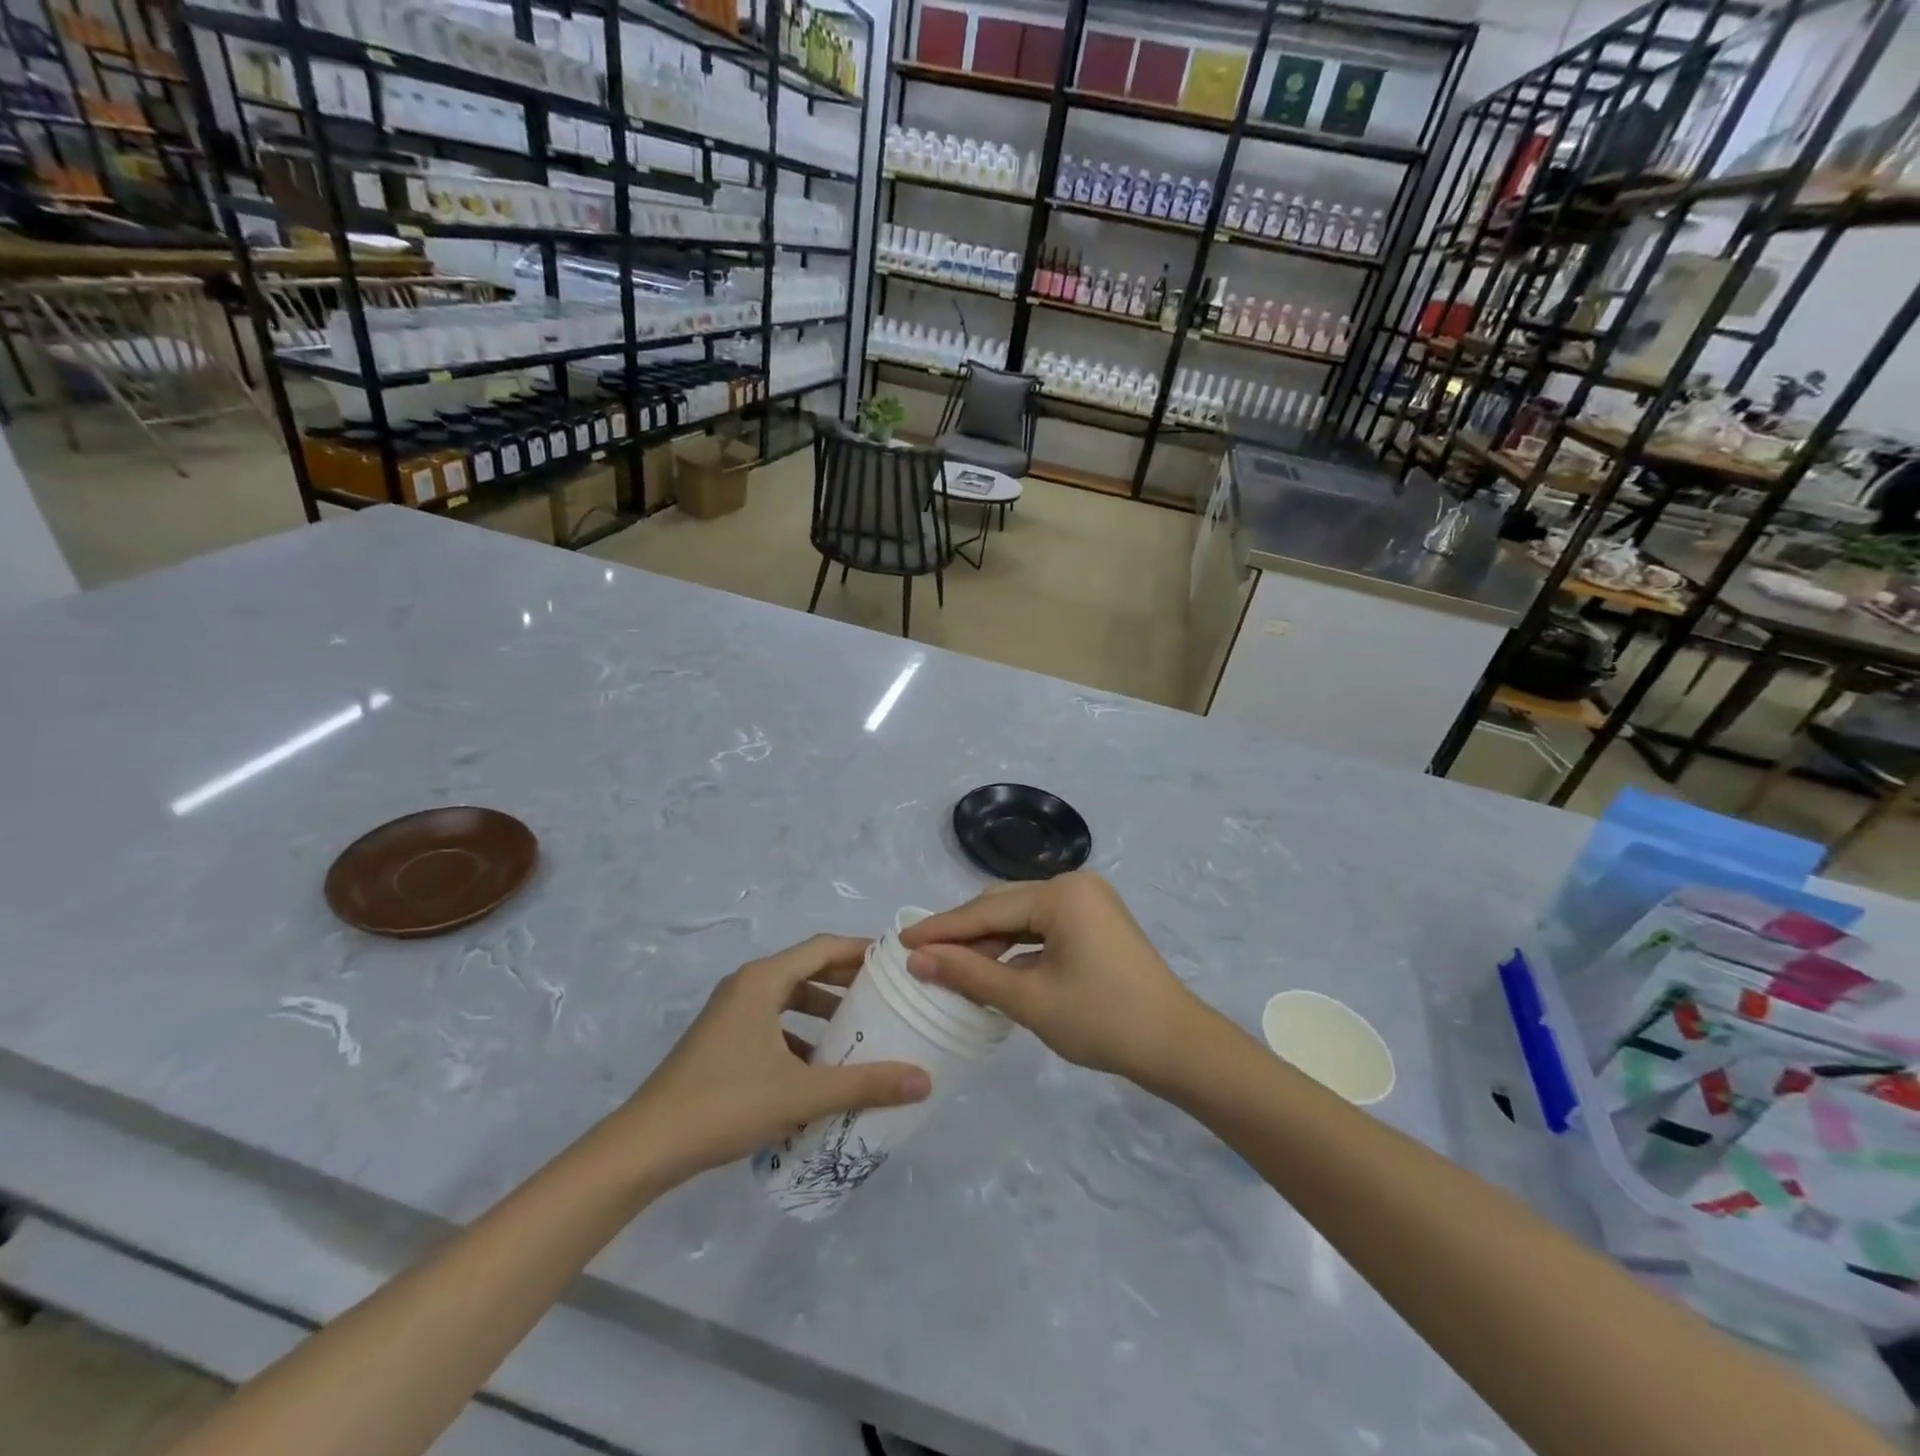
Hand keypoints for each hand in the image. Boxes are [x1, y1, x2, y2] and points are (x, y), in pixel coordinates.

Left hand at [626, 936, 930, 1180]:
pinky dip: (801, 1036)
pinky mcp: (723, 1041)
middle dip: (848, 982)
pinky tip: (820, 1069)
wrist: (645, 1147)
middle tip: (888, 997)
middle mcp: (747, 986)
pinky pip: (773, 1024)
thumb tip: (923, 1080)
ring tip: (862, 1032)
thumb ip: (864, 1084)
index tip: (896, 963)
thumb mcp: (801, 1094)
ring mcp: (731, 1014)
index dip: (862, 951)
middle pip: (807, 970)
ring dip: (825, 1011)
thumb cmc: (725, 1104)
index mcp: (763, 980)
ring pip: (790, 999)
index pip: (823, 947)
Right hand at [900, 872, 1211, 1089]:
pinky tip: (994, 970)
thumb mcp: (1029, 999)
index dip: (942, 929)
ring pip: (1022, 916)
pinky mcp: (1095, 921)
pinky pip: (1043, 926)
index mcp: (1061, 893)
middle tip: (923, 959)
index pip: (987, 910)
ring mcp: (1088, 901)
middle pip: (1003, 906)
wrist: (1176, 1045)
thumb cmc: (1102, 1020)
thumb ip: (970, 974)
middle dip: (965, 934)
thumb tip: (917, 960)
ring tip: (953, 970)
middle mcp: (1074, 884)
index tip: (901, 942)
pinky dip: (1017, 947)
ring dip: (989, 942)